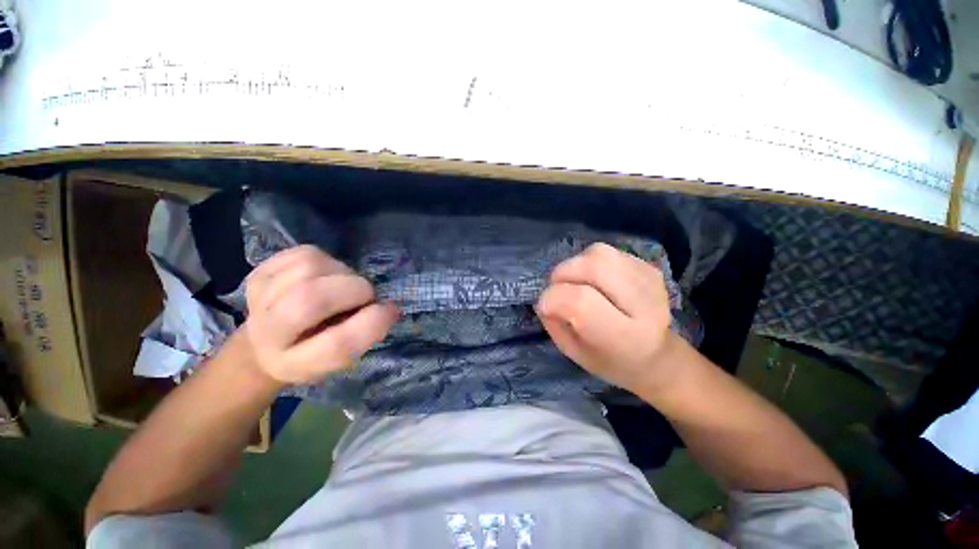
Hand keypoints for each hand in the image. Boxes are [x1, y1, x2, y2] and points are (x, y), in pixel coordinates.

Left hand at [243, 245, 399, 384]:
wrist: (264, 340)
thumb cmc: (314, 350)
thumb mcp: (341, 357)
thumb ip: (365, 335)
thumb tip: (391, 308)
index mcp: (294, 363)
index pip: (337, 345)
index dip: (372, 323)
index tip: (390, 310)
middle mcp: (267, 332)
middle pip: (312, 299)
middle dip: (355, 290)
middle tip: (365, 296)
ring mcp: (259, 296)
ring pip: (311, 267)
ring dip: (342, 273)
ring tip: (342, 286)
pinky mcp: (260, 271)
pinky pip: (305, 253)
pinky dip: (327, 261)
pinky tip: (324, 276)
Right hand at [536, 243, 678, 393]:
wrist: (657, 355)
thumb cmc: (611, 360)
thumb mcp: (575, 353)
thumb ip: (555, 324)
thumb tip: (545, 296)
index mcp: (626, 338)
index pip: (580, 302)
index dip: (552, 298)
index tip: (545, 307)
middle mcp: (645, 305)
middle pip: (593, 267)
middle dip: (562, 274)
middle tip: (557, 288)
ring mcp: (650, 280)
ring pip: (598, 253)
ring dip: (575, 265)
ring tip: (575, 283)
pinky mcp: (649, 266)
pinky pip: (606, 252)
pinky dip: (588, 261)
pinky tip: (593, 279)